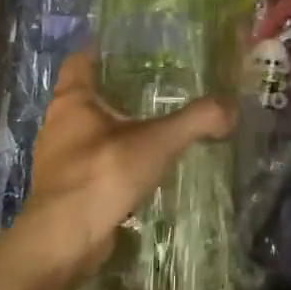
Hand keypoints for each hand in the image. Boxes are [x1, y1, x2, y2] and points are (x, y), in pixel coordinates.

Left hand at [12, 51, 234, 285]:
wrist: (66, 240)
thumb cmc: (103, 174)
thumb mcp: (157, 141)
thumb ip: (196, 121)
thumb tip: (232, 107)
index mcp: (72, 101)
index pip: (79, 61)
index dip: (100, 51)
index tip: (127, 48)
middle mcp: (58, 125)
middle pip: (84, 97)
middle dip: (113, 91)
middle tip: (152, 86)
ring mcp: (59, 160)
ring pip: (88, 132)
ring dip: (113, 129)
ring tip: (151, 126)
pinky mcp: (67, 189)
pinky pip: (92, 163)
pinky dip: (113, 160)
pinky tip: (139, 167)